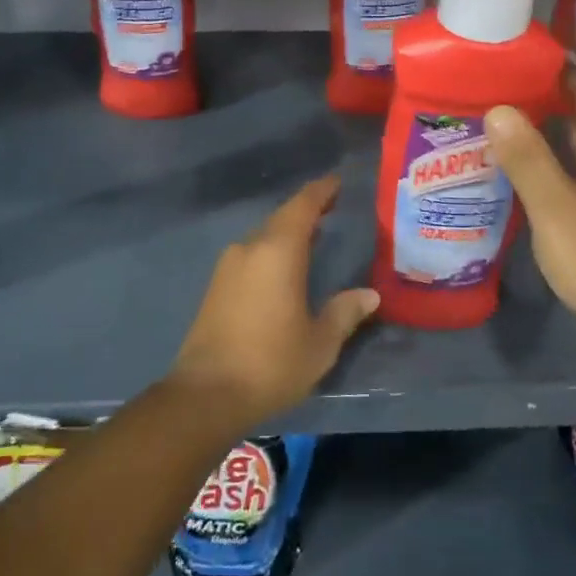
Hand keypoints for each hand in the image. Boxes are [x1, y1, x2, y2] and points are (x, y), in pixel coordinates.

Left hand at [167, 175, 379, 428]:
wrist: (206, 394)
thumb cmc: (271, 363)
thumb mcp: (319, 343)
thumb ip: (344, 313)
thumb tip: (369, 295)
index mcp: (278, 251)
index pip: (303, 205)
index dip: (321, 191)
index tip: (338, 181)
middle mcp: (250, 248)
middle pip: (282, 217)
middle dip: (307, 210)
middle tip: (333, 208)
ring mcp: (229, 265)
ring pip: (264, 236)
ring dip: (288, 231)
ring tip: (315, 236)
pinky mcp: (217, 285)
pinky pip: (251, 254)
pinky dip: (273, 250)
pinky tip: (285, 266)